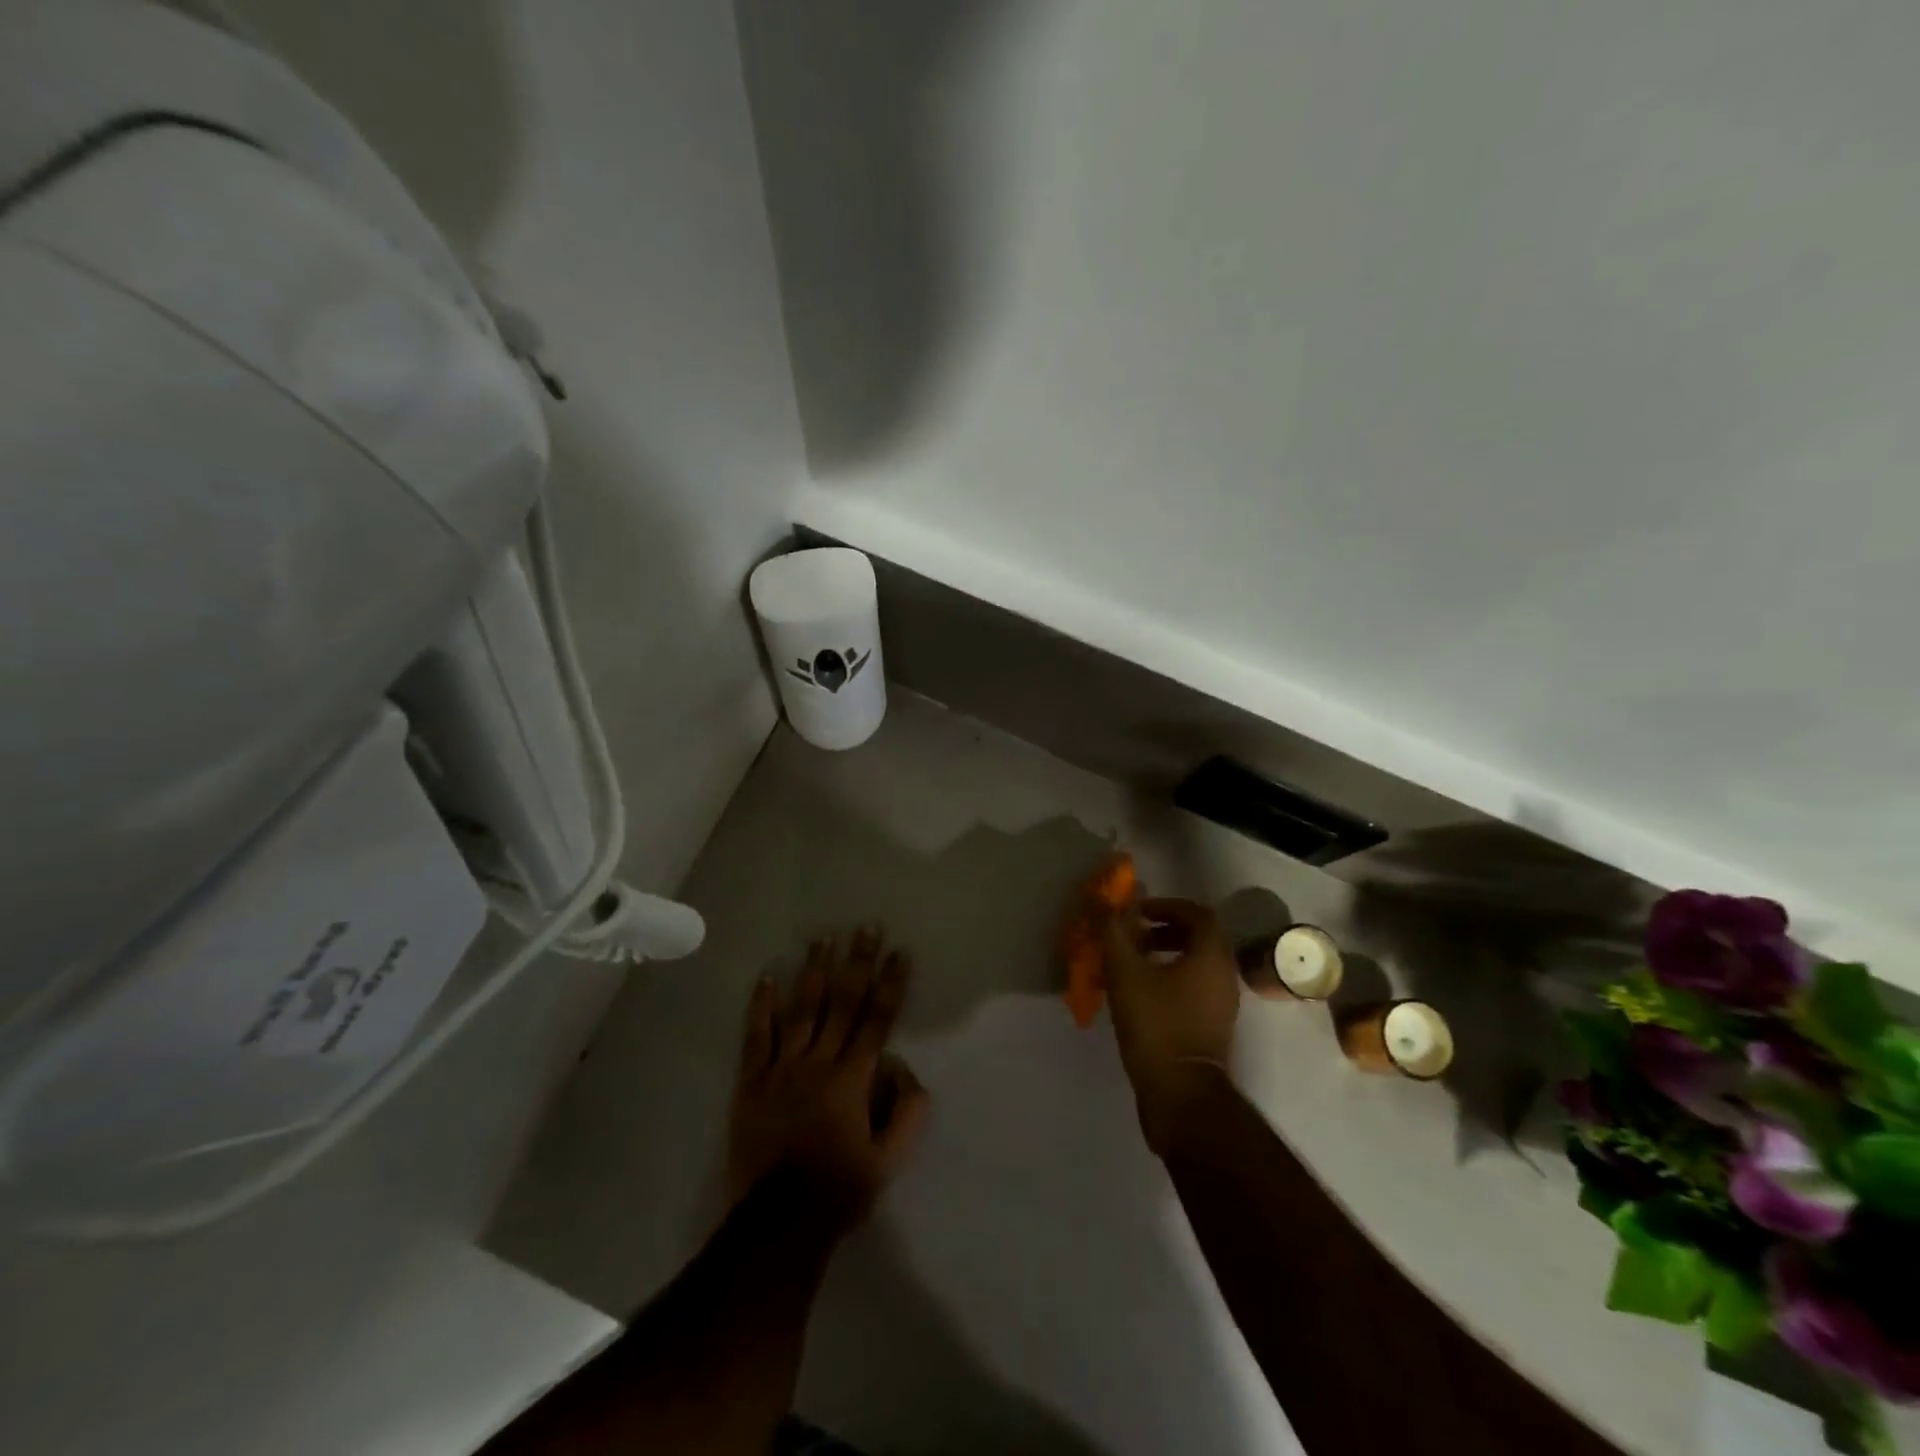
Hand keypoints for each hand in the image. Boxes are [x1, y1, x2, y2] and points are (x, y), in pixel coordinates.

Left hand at [726, 927, 929, 1226]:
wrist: (777, 1224)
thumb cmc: (840, 1190)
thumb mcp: (890, 1160)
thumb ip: (907, 1112)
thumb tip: (905, 1068)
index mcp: (853, 1080)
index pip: (877, 1020)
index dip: (890, 984)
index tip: (899, 952)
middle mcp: (819, 1063)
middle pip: (842, 1003)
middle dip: (857, 962)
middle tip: (865, 927)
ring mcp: (782, 1069)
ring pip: (801, 1010)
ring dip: (814, 971)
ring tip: (823, 938)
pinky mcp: (752, 1082)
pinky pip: (757, 1037)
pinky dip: (762, 1007)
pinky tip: (768, 977)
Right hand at [1101, 897, 1241, 1153]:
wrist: (1181, 1095)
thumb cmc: (1156, 1025)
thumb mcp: (1126, 973)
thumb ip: (1114, 932)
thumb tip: (1105, 900)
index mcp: (1211, 956)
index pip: (1198, 914)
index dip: (1167, 905)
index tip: (1138, 911)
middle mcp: (1224, 975)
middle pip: (1200, 937)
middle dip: (1164, 929)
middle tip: (1133, 933)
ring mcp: (1222, 1004)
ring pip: (1197, 964)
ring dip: (1166, 954)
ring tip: (1131, 962)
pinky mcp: (1213, 1026)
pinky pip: (1195, 987)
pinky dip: (1170, 978)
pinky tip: (1140, 992)